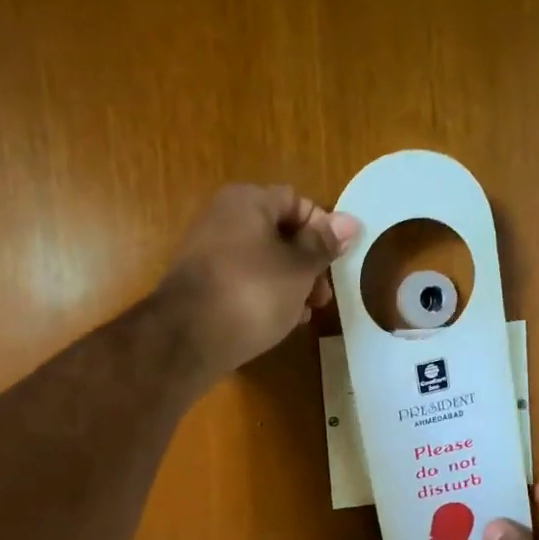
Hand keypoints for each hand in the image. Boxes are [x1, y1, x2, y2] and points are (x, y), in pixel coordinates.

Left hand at [157, 184, 361, 378]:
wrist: (188, 339)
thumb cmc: (253, 293)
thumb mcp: (299, 268)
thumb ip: (324, 245)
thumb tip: (350, 221)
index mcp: (247, 201)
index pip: (297, 202)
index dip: (322, 229)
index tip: (337, 262)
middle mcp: (222, 217)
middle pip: (278, 233)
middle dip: (307, 264)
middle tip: (323, 296)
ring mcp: (207, 252)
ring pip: (261, 261)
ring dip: (289, 284)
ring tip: (304, 313)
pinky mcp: (200, 285)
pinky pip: (242, 282)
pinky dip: (264, 296)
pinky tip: (279, 321)